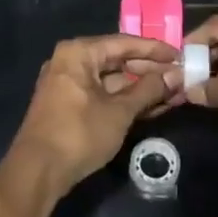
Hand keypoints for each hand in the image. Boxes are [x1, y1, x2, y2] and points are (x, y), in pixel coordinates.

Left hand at [8, 35, 180, 194]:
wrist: (37, 172)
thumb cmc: (79, 133)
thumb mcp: (119, 112)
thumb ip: (148, 91)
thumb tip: (175, 76)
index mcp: (79, 53)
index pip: (124, 43)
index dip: (154, 49)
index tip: (179, 54)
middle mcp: (71, 62)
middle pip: (118, 61)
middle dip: (150, 72)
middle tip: (180, 77)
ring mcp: (69, 85)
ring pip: (112, 81)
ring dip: (142, 88)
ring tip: (174, 94)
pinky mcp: (70, 106)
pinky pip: (103, 95)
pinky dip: (126, 100)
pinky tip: (153, 107)